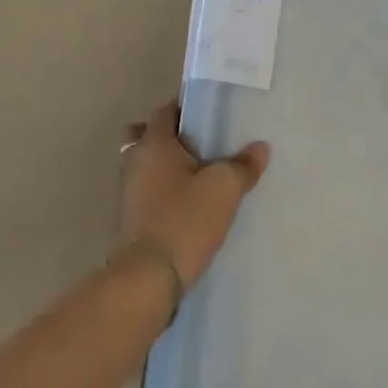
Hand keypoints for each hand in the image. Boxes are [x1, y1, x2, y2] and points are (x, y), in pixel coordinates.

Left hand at [119, 99, 269, 288]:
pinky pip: (147, 191)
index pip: (165, 110)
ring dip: (167, 166)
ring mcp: (128, 192)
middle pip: (150, 136)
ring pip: (147, 165)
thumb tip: (260, 148)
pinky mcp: (130, 219)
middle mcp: (135, 161)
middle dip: (173, 137)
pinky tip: (188, 203)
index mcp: (154, 143)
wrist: (147, 279)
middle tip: (203, 145)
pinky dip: (163, 190)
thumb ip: (243, 165)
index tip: (210, 115)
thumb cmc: (185, 219)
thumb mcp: (224, 189)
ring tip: (200, 175)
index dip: (186, 108)